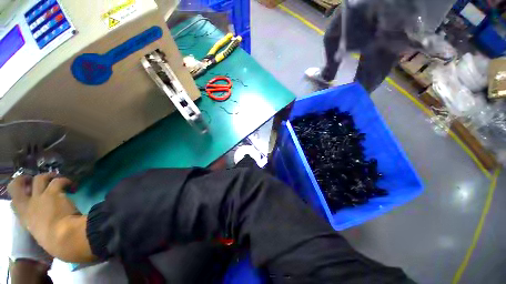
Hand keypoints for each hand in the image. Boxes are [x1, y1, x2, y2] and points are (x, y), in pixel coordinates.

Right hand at [8, 173, 93, 261]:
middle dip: (25, 179)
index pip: (13, 202)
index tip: (27, 191)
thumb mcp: (42, 236)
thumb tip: (50, 226)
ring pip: (39, 178)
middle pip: (17, 184)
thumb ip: (41, 227)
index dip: (19, 194)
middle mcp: (28, 205)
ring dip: (49, 177)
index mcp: (24, 218)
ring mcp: (40, 197)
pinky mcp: (54, 192)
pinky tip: (73, 186)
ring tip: (59, 180)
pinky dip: (67, 181)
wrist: (63, 238)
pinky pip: (59, 180)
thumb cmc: (55, 243)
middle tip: (37, 180)